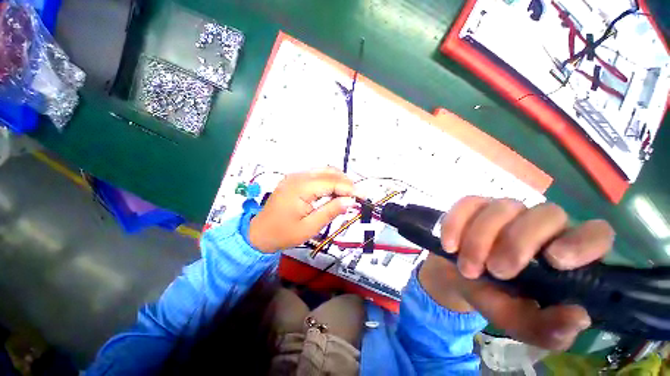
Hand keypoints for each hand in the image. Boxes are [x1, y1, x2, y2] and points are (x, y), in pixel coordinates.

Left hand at [248, 168, 356, 252]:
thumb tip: (350, 201)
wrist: (259, 233)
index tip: (363, 195)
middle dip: (346, 182)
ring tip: (348, 194)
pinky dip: (329, 181)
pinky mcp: (295, 179)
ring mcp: (295, 176)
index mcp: (300, 188)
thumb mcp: (309, 228)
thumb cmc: (283, 234)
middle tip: (357, 196)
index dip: (349, 188)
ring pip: (323, 171)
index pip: (331, 182)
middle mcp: (297, 177)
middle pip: (328, 173)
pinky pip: (316, 175)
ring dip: (338, 180)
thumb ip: (330, 212)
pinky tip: (334, 191)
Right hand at [420, 197, 613, 349]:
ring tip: (467, 268)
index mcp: (564, 253)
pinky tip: (449, 246)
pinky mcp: (474, 205)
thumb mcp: (519, 321)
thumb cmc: (495, 298)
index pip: (595, 234)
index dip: (583, 242)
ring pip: (502, 208)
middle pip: (546, 214)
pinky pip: (467, 204)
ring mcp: (505, 210)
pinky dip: (455, 225)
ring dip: (479, 239)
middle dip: (517, 243)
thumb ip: (547, 329)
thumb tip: (578, 316)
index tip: (554, 260)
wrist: (457, 277)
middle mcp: (540, 225)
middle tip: (495, 271)